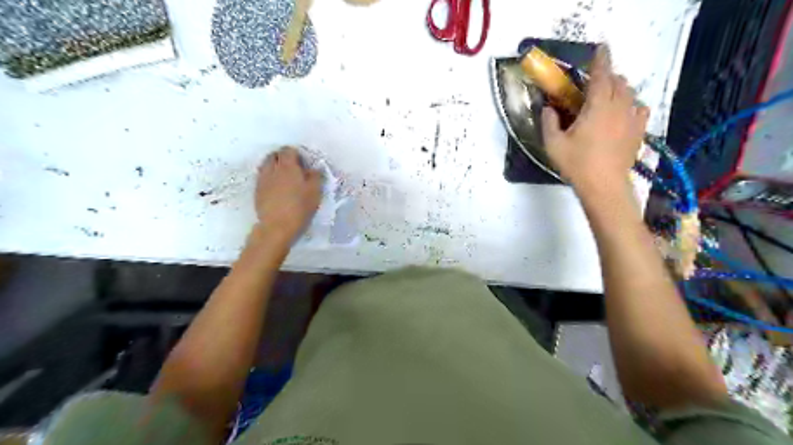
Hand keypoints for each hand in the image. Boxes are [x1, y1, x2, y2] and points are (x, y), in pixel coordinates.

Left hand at [254, 146, 320, 242]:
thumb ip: (316, 176)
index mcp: (287, 166)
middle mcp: (272, 168)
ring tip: (285, 178)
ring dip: (275, 167)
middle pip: (275, 155)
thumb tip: (314, 168)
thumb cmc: (299, 208)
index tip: (304, 164)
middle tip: (294, 169)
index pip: (289, 150)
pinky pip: (263, 177)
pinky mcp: (257, 191)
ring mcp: (262, 179)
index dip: (297, 154)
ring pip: (266, 165)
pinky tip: (277, 189)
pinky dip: (270, 178)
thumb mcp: (315, 192)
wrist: (277, 226)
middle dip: (283, 158)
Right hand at [539, 45, 649, 195]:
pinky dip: (632, 104)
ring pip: (630, 93)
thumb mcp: (553, 144)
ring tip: (608, 95)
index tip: (601, 48)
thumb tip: (548, 108)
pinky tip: (624, 112)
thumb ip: (549, 122)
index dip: (601, 60)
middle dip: (608, 76)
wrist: (604, 186)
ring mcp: (632, 119)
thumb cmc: (576, 164)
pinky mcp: (639, 131)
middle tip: (595, 81)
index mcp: (597, 107)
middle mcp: (618, 107)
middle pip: (618, 81)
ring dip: (619, 88)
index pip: (601, 75)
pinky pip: (640, 109)